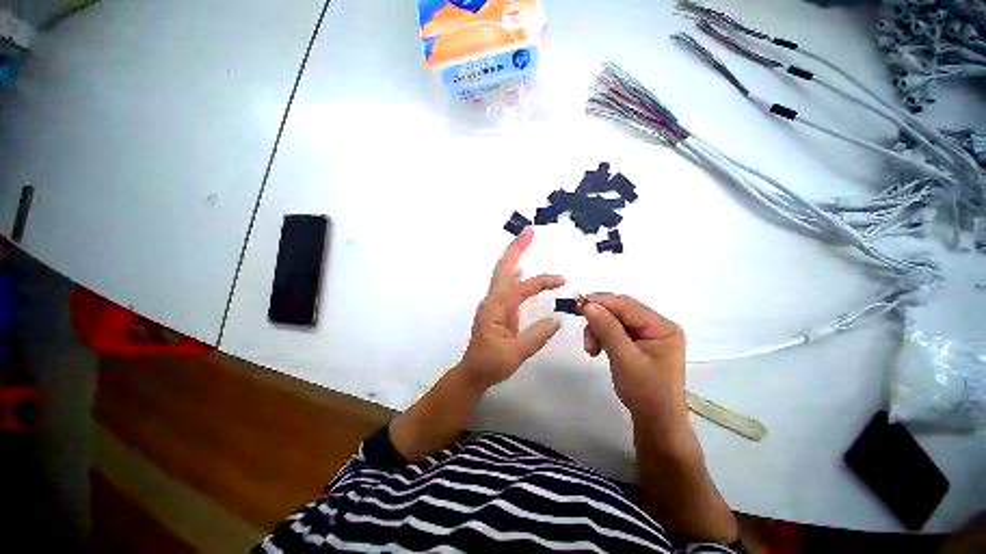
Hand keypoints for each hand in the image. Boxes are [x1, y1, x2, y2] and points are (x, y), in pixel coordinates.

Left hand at [460, 227, 564, 389]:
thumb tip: (556, 320)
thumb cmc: (490, 364)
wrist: (473, 372)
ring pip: (504, 273)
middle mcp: (492, 300)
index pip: (522, 287)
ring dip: (514, 256)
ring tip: (526, 241)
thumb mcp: (515, 354)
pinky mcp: (498, 309)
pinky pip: (507, 285)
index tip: (562, 280)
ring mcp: (494, 303)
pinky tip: (522, 269)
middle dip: (516, 248)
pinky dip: (515, 273)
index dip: (542, 281)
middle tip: (528, 231)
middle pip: (503, 267)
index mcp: (496, 308)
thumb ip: (536, 336)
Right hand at [582, 294, 687, 423]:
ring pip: (613, 320)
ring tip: (591, 349)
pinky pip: (613, 331)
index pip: (628, 305)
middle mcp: (656, 326)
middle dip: (598, 320)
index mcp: (662, 327)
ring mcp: (647, 335)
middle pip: (620, 311)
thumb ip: (608, 329)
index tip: (577, 304)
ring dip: (598, 330)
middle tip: (584, 333)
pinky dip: (601, 337)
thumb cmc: (646, 392)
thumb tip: (588, 304)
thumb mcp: (625, 359)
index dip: (601, 301)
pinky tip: (596, 349)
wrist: (655, 423)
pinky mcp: (637, 343)